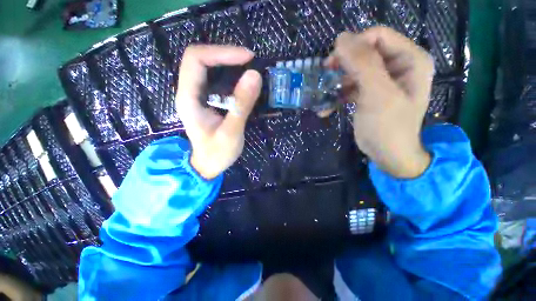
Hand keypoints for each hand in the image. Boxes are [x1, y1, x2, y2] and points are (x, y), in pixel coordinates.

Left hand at [176, 45, 261, 178]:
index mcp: (188, 98)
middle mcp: (189, 91)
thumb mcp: (231, 133)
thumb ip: (241, 106)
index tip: (247, 58)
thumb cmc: (217, 154)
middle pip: (201, 58)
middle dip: (226, 55)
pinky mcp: (207, 99)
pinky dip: (231, 75)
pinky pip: (216, 78)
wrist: (207, 165)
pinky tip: (244, 82)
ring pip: (208, 66)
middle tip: (251, 62)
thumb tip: (254, 76)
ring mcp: (197, 95)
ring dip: (229, 63)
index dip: (221, 53)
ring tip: (250, 69)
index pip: (196, 59)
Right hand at [327, 27, 433, 177]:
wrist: (388, 155)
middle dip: (342, 65)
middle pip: (365, 52)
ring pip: (354, 70)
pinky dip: (337, 95)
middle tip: (325, 77)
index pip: (378, 36)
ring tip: (323, 97)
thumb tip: (341, 38)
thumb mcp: (378, 94)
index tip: (333, 63)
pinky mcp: (369, 93)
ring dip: (337, 83)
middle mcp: (398, 65)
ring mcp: (382, 80)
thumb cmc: (388, 127)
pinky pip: (351, 86)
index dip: (354, 45)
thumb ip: (363, 64)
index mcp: (410, 59)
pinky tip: (327, 108)